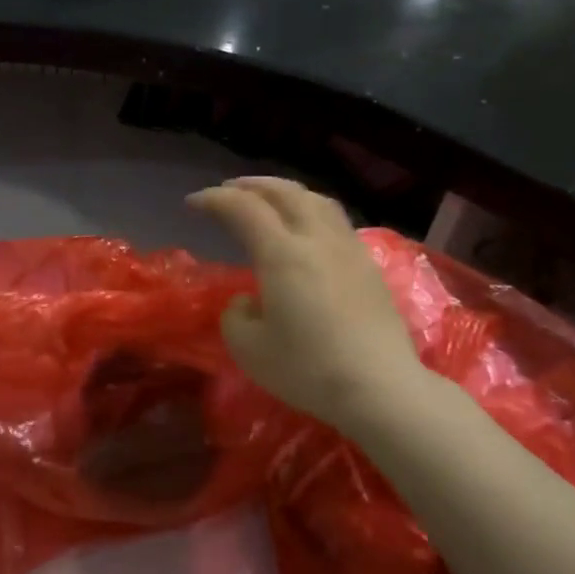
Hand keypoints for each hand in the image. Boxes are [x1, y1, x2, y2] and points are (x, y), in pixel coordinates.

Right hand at [187, 177, 424, 436]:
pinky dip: (309, 208)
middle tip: (227, 191)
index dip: (214, 200)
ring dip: (284, 191)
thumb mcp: (249, 349)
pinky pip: (334, 218)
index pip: (243, 208)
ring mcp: (347, 249)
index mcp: (282, 254)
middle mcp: (316, 239)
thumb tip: (248, 301)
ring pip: (315, 200)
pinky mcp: (368, 265)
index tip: (193, 204)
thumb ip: (236, 316)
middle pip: (283, 192)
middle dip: (250, 185)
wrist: (381, 387)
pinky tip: (306, 227)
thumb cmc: (309, 369)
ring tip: (267, 199)